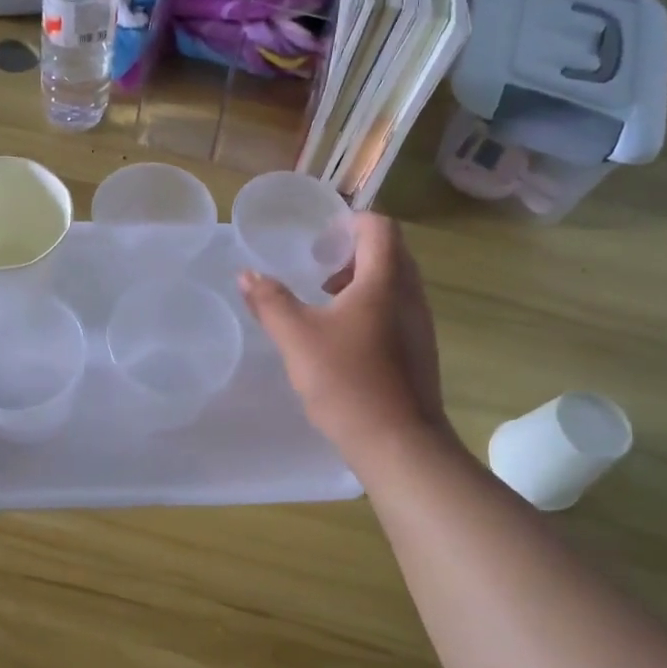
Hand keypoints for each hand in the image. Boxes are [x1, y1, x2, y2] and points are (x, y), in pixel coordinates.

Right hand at [239, 213, 450, 463]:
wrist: (399, 443)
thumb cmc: (347, 381)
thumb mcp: (297, 338)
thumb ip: (270, 302)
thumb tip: (246, 274)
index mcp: (385, 280)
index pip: (379, 227)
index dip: (349, 224)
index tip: (319, 244)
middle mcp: (410, 295)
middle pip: (389, 253)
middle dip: (351, 254)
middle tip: (318, 272)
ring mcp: (420, 325)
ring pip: (394, 284)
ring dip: (361, 283)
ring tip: (325, 306)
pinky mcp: (419, 351)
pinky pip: (397, 310)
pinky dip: (372, 308)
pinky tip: (343, 341)